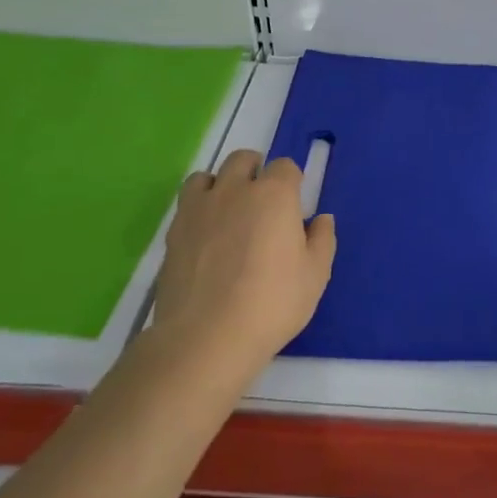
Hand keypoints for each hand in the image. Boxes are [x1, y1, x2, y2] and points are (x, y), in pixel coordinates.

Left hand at [151, 150, 335, 379]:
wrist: (206, 338)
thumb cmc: (272, 303)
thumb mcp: (315, 275)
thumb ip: (322, 240)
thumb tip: (320, 220)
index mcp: (275, 195)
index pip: (285, 167)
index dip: (292, 182)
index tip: (294, 204)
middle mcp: (235, 190)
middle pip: (243, 160)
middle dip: (255, 170)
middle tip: (263, 201)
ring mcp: (199, 208)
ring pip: (208, 175)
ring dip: (221, 184)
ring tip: (229, 210)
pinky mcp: (174, 231)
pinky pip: (186, 202)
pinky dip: (198, 208)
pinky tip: (206, 234)